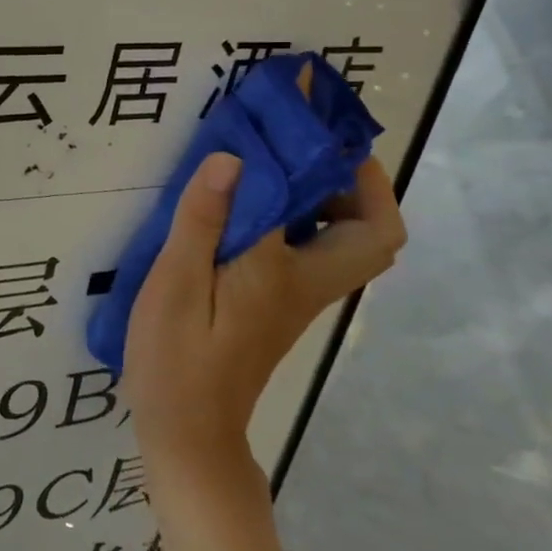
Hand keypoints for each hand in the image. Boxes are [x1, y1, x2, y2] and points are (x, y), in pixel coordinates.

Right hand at [122, 151, 404, 484]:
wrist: (187, 429)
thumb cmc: (179, 357)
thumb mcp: (178, 283)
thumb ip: (204, 219)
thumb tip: (234, 157)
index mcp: (290, 274)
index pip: (354, 217)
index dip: (357, 167)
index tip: (326, 121)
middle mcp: (309, 284)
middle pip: (374, 236)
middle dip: (357, 184)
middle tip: (305, 147)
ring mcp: (296, 298)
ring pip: (343, 243)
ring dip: (326, 197)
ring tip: (273, 162)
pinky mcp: (276, 305)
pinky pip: (308, 251)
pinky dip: (295, 218)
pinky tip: (246, 205)